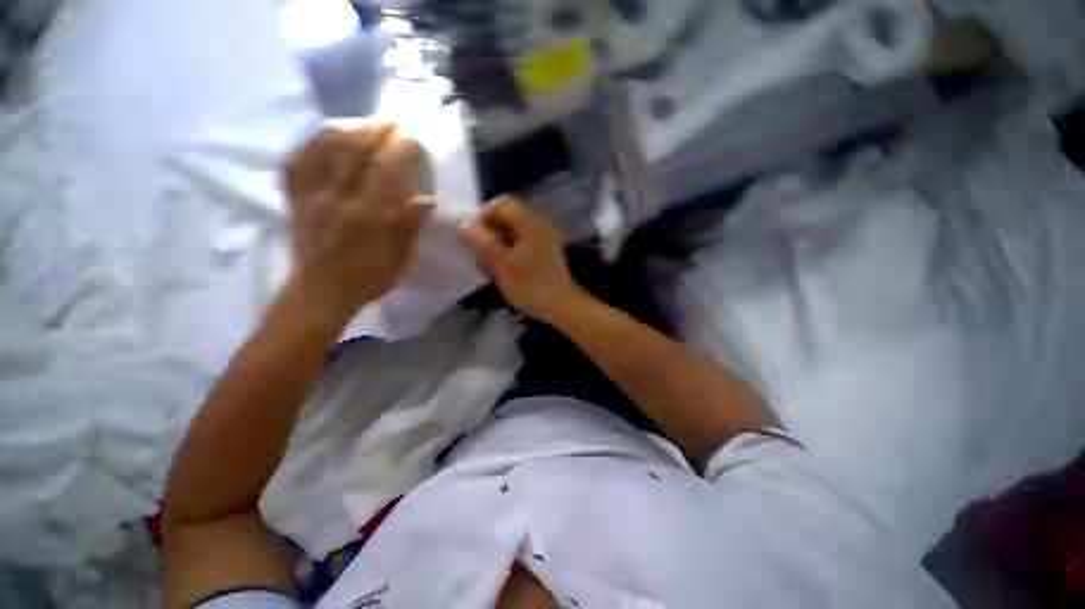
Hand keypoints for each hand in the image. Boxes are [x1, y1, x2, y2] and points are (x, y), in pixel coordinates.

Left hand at [283, 124, 433, 327]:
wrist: (321, 292)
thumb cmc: (366, 279)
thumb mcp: (398, 259)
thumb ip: (410, 227)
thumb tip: (427, 199)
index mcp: (364, 217)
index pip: (382, 172)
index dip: (397, 151)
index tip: (411, 137)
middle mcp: (333, 200)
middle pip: (352, 153)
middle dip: (374, 132)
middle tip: (391, 121)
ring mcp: (308, 197)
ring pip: (321, 151)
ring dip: (345, 131)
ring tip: (362, 125)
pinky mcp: (294, 200)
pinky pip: (296, 163)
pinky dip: (310, 144)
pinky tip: (323, 138)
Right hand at [459, 196, 587, 323]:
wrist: (562, 305)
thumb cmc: (530, 285)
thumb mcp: (501, 264)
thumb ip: (483, 242)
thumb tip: (465, 224)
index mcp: (529, 222)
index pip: (501, 203)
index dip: (484, 217)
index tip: (476, 239)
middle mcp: (539, 223)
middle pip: (509, 215)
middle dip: (491, 230)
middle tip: (482, 252)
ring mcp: (546, 236)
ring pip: (516, 229)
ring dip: (501, 240)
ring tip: (492, 261)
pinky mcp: (548, 249)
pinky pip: (525, 240)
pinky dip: (512, 248)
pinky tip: (507, 266)